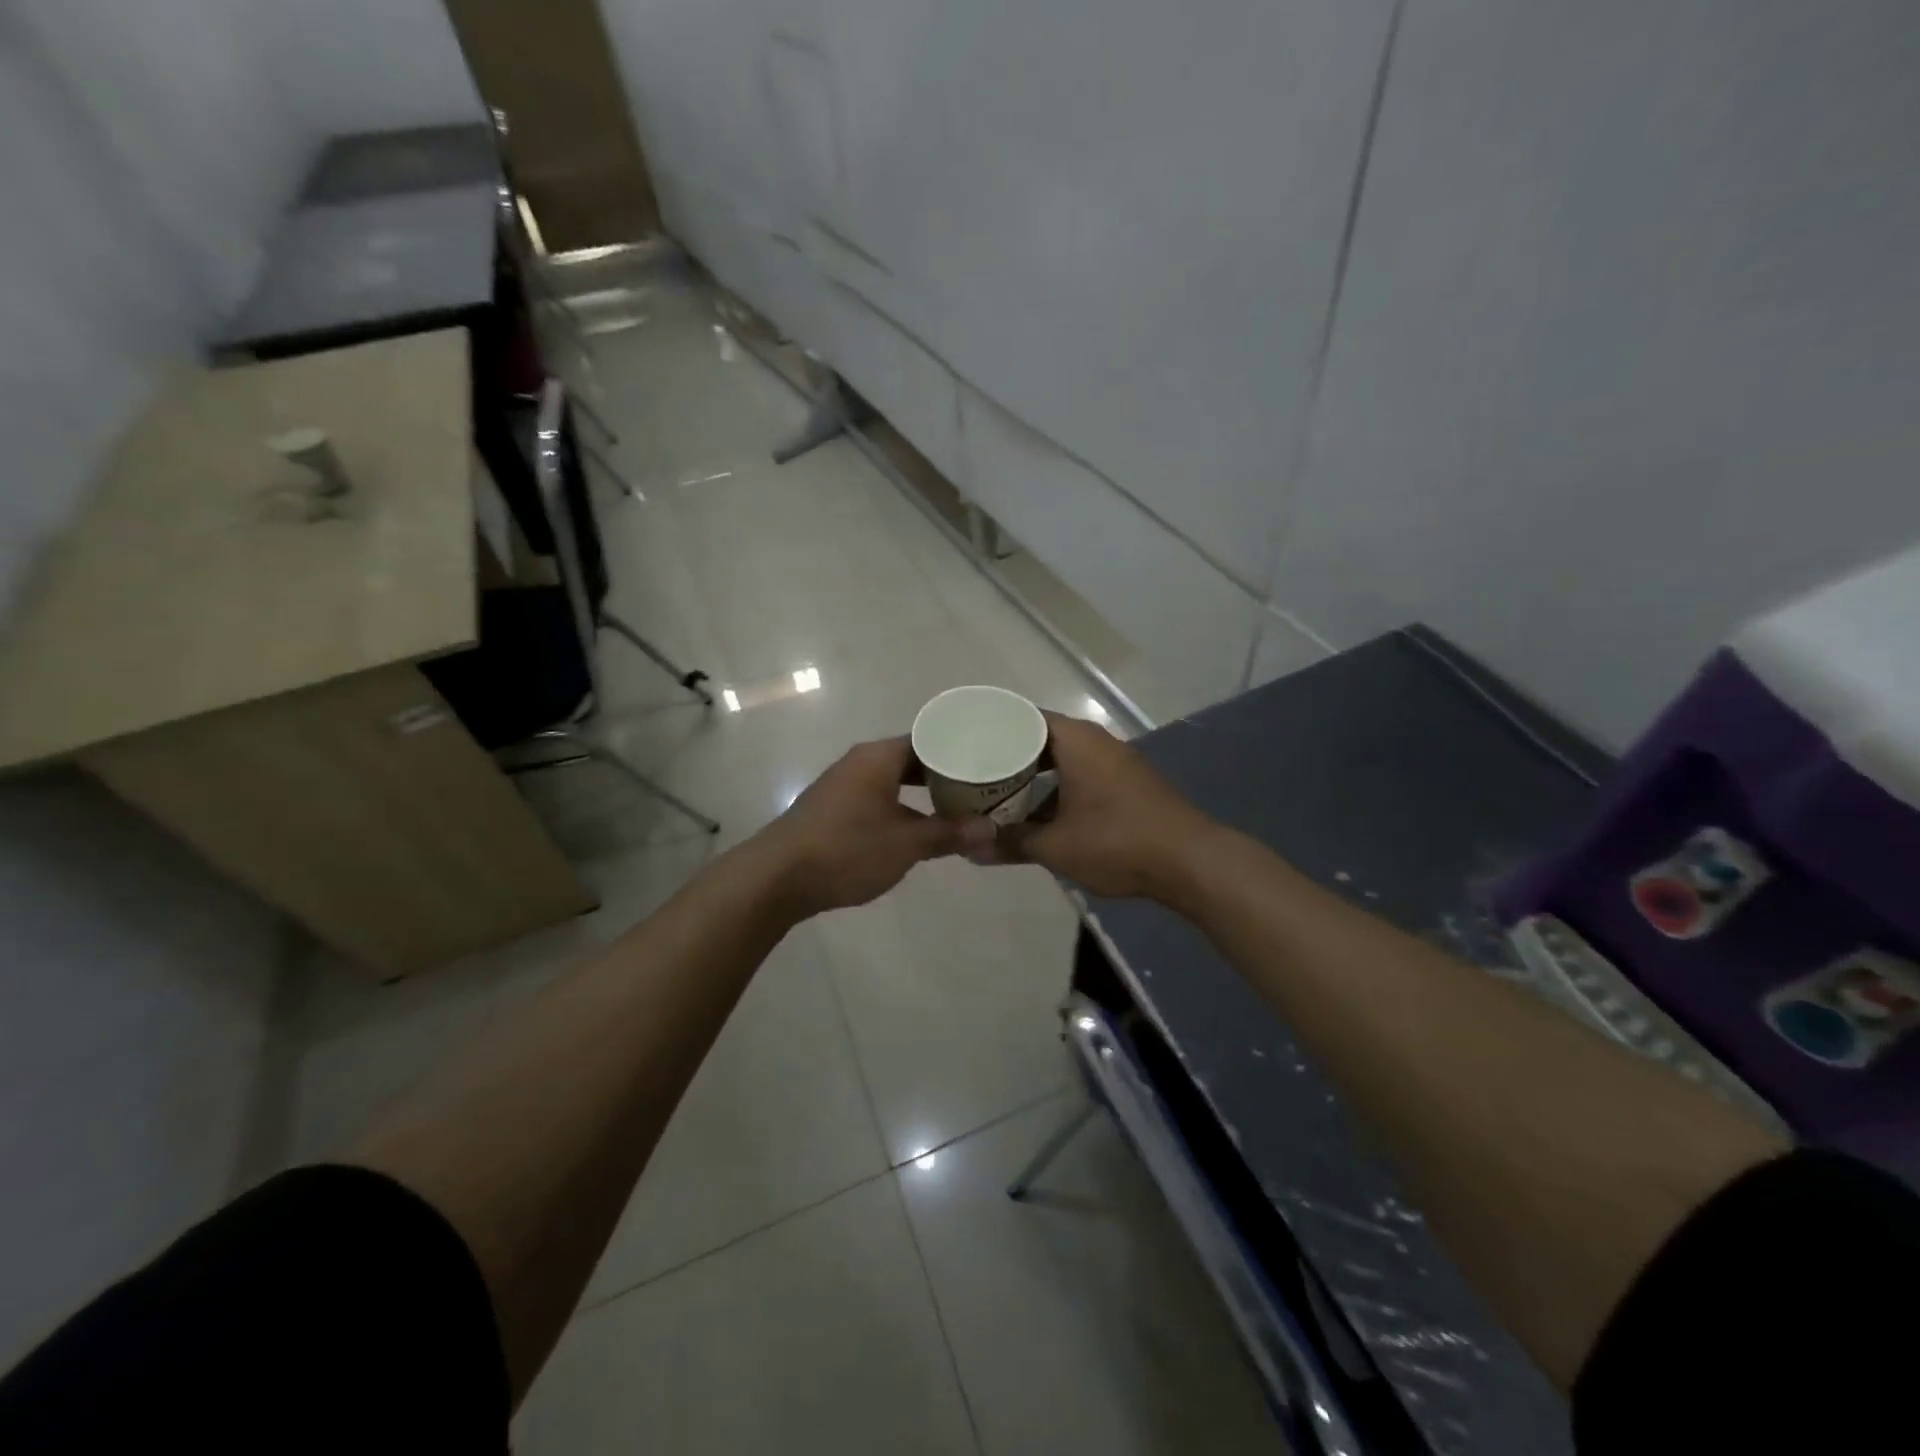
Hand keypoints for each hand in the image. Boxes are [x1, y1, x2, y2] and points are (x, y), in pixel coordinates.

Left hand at [757, 737, 996, 917]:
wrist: (777, 878)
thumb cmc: (846, 850)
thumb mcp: (904, 844)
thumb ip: (948, 834)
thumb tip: (990, 830)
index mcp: (879, 757)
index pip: (929, 737)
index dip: (960, 748)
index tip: (989, 760)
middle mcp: (861, 761)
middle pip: (913, 758)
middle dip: (946, 773)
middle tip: (982, 786)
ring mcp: (844, 784)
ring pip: (895, 779)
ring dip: (924, 792)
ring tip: (959, 807)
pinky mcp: (834, 808)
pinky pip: (879, 796)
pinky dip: (903, 806)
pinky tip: (919, 827)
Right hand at [985, 713, 1219, 902]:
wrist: (1191, 862)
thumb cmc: (1118, 842)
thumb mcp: (1056, 846)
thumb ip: (1010, 843)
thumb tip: (968, 848)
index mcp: (1076, 740)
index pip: (1022, 718)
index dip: (990, 730)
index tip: (963, 744)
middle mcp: (1095, 742)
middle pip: (1040, 740)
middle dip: (1007, 758)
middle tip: (972, 774)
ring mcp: (1115, 763)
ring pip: (1061, 761)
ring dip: (1033, 779)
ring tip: (997, 796)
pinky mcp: (1127, 785)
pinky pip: (1080, 776)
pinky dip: (1057, 790)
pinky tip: (1039, 816)